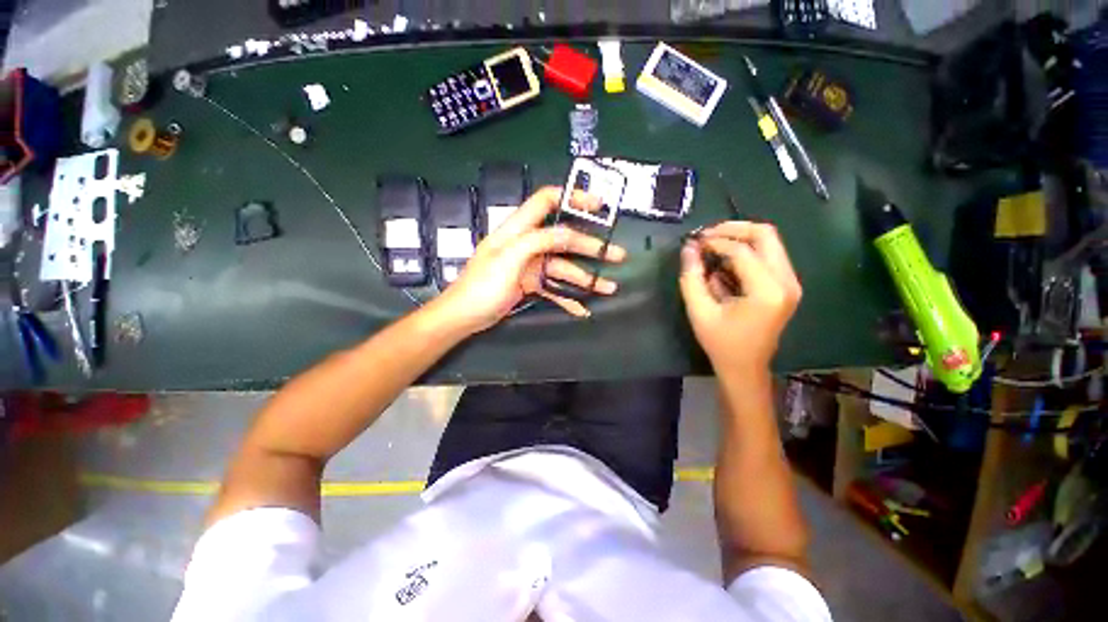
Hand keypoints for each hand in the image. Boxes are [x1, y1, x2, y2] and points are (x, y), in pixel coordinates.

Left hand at [431, 186, 626, 334]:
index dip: (572, 198)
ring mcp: (530, 266)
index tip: (599, 207)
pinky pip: (554, 288)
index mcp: (518, 229)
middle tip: (617, 256)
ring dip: (586, 278)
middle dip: (591, 247)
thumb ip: (538, 241)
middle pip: (564, 239)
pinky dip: (569, 298)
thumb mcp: (509, 259)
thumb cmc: (482, 286)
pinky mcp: (531, 284)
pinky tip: (583, 309)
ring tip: (609, 288)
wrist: (464, 317)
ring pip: (564, 267)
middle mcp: (527, 243)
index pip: (546, 201)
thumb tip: (569, 232)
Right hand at [679, 222, 801, 372]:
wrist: (745, 367)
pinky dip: (745, 252)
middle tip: (707, 234)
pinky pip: (768, 255)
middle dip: (733, 229)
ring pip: (769, 242)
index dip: (715, 242)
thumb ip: (691, 278)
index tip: (693, 242)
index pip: (741, 251)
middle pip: (766, 235)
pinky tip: (724, 264)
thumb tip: (688, 248)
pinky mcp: (786, 285)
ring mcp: (790, 283)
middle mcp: (786, 282)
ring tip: (712, 247)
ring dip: (739, 239)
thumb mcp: (699, 311)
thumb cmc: (721, 343)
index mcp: (767, 291)